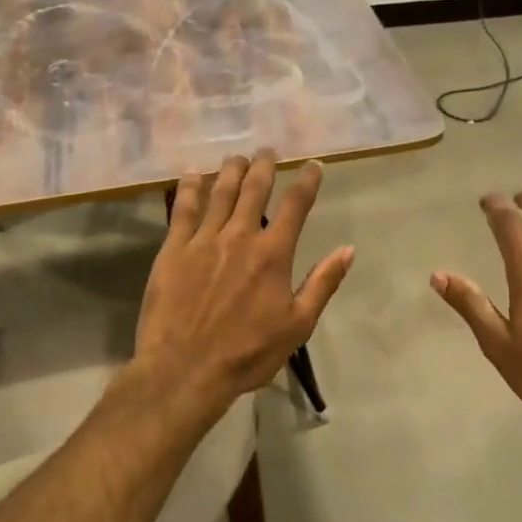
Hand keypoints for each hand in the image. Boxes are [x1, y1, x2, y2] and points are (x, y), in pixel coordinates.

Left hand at [134, 149, 353, 415]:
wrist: (186, 370)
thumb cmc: (248, 353)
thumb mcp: (298, 325)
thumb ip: (323, 283)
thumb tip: (348, 249)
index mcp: (273, 254)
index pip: (296, 206)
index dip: (307, 181)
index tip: (313, 165)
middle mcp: (239, 236)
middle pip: (254, 189)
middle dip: (264, 166)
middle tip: (267, 151)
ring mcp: (202, 240)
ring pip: (219, 192)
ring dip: (230, 170)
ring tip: (237, 158)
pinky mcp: (172, 250)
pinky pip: (182, 209)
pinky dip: (190, 188)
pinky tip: (192, 176)